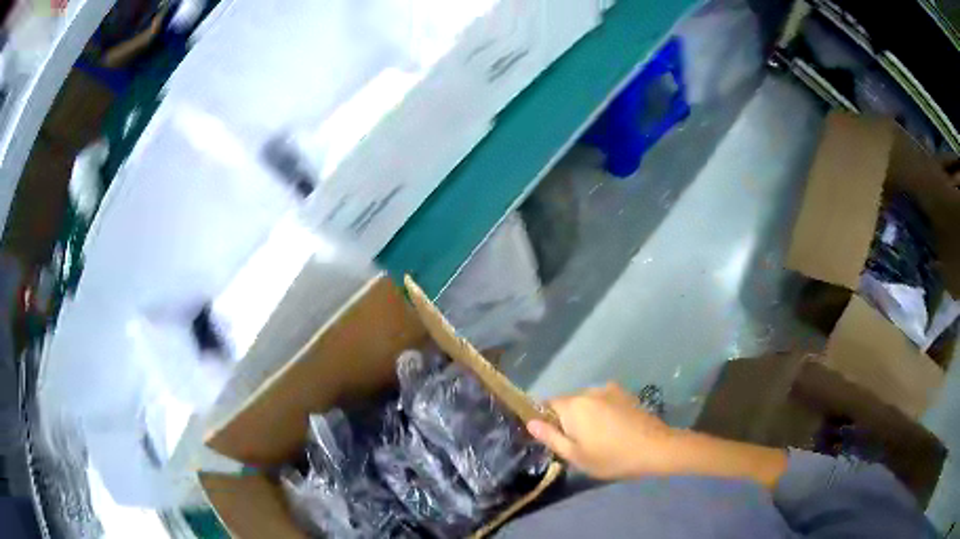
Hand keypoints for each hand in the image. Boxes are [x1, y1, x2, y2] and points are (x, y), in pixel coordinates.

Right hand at [527, 383, 675, 479]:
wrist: (655, 448)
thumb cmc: (612, 457)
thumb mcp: (576, 455)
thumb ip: (551, 437)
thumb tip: (530, 422)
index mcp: (574, 406)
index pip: (547, 404)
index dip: (546, 420)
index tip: (555, 438)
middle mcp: (589, 391)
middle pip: (567, 402)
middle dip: (567, 419)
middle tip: (577, 443)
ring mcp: (609, 390)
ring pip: (586, 401)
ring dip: (585, 414)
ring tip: (598, 437)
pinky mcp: (624, 393)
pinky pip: (603, 400)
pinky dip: (602, 411)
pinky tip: (613, 428)